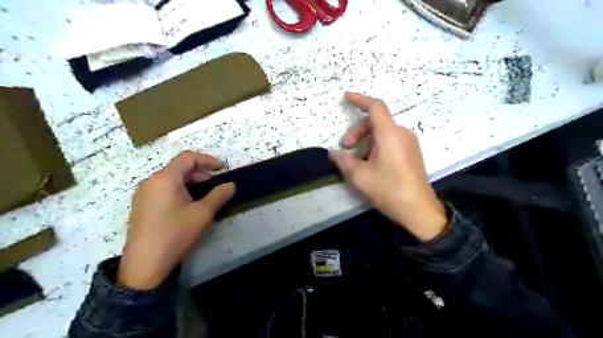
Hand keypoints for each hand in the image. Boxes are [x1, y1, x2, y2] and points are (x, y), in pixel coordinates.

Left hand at [116, 151, 233, 288]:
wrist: (144, 264)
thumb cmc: (175, 233)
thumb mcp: (203, 213)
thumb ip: (219, 195)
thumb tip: (231, 185)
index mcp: (165, 179)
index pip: (188, 158)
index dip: (207, 160)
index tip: (222, 168)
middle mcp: (151, 181)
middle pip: (178, 167)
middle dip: (200, 171)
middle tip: (215, 183)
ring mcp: (143, 193)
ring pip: (171, 178)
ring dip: (190, 181)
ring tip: (204, 194)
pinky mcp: (141, 205)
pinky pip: (163, 188)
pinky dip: (179, 189)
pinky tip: (187, 204)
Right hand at [329, 91, 446, 240]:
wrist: (418, 210)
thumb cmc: (387, 189)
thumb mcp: (359, 176)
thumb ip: (343, 160)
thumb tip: (333, 152)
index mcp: (390, 134)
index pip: (375, 107)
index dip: (359, 100)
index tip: (345, 98)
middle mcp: (402, 134)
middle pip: (375, 123)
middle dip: (357, 133)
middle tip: (345, 149)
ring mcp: (409, 144)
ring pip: (382, 134)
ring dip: (365, 143)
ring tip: (356, 162)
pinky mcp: (412, 154)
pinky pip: (390, 143)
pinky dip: (376, 148)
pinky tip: (370, 166)